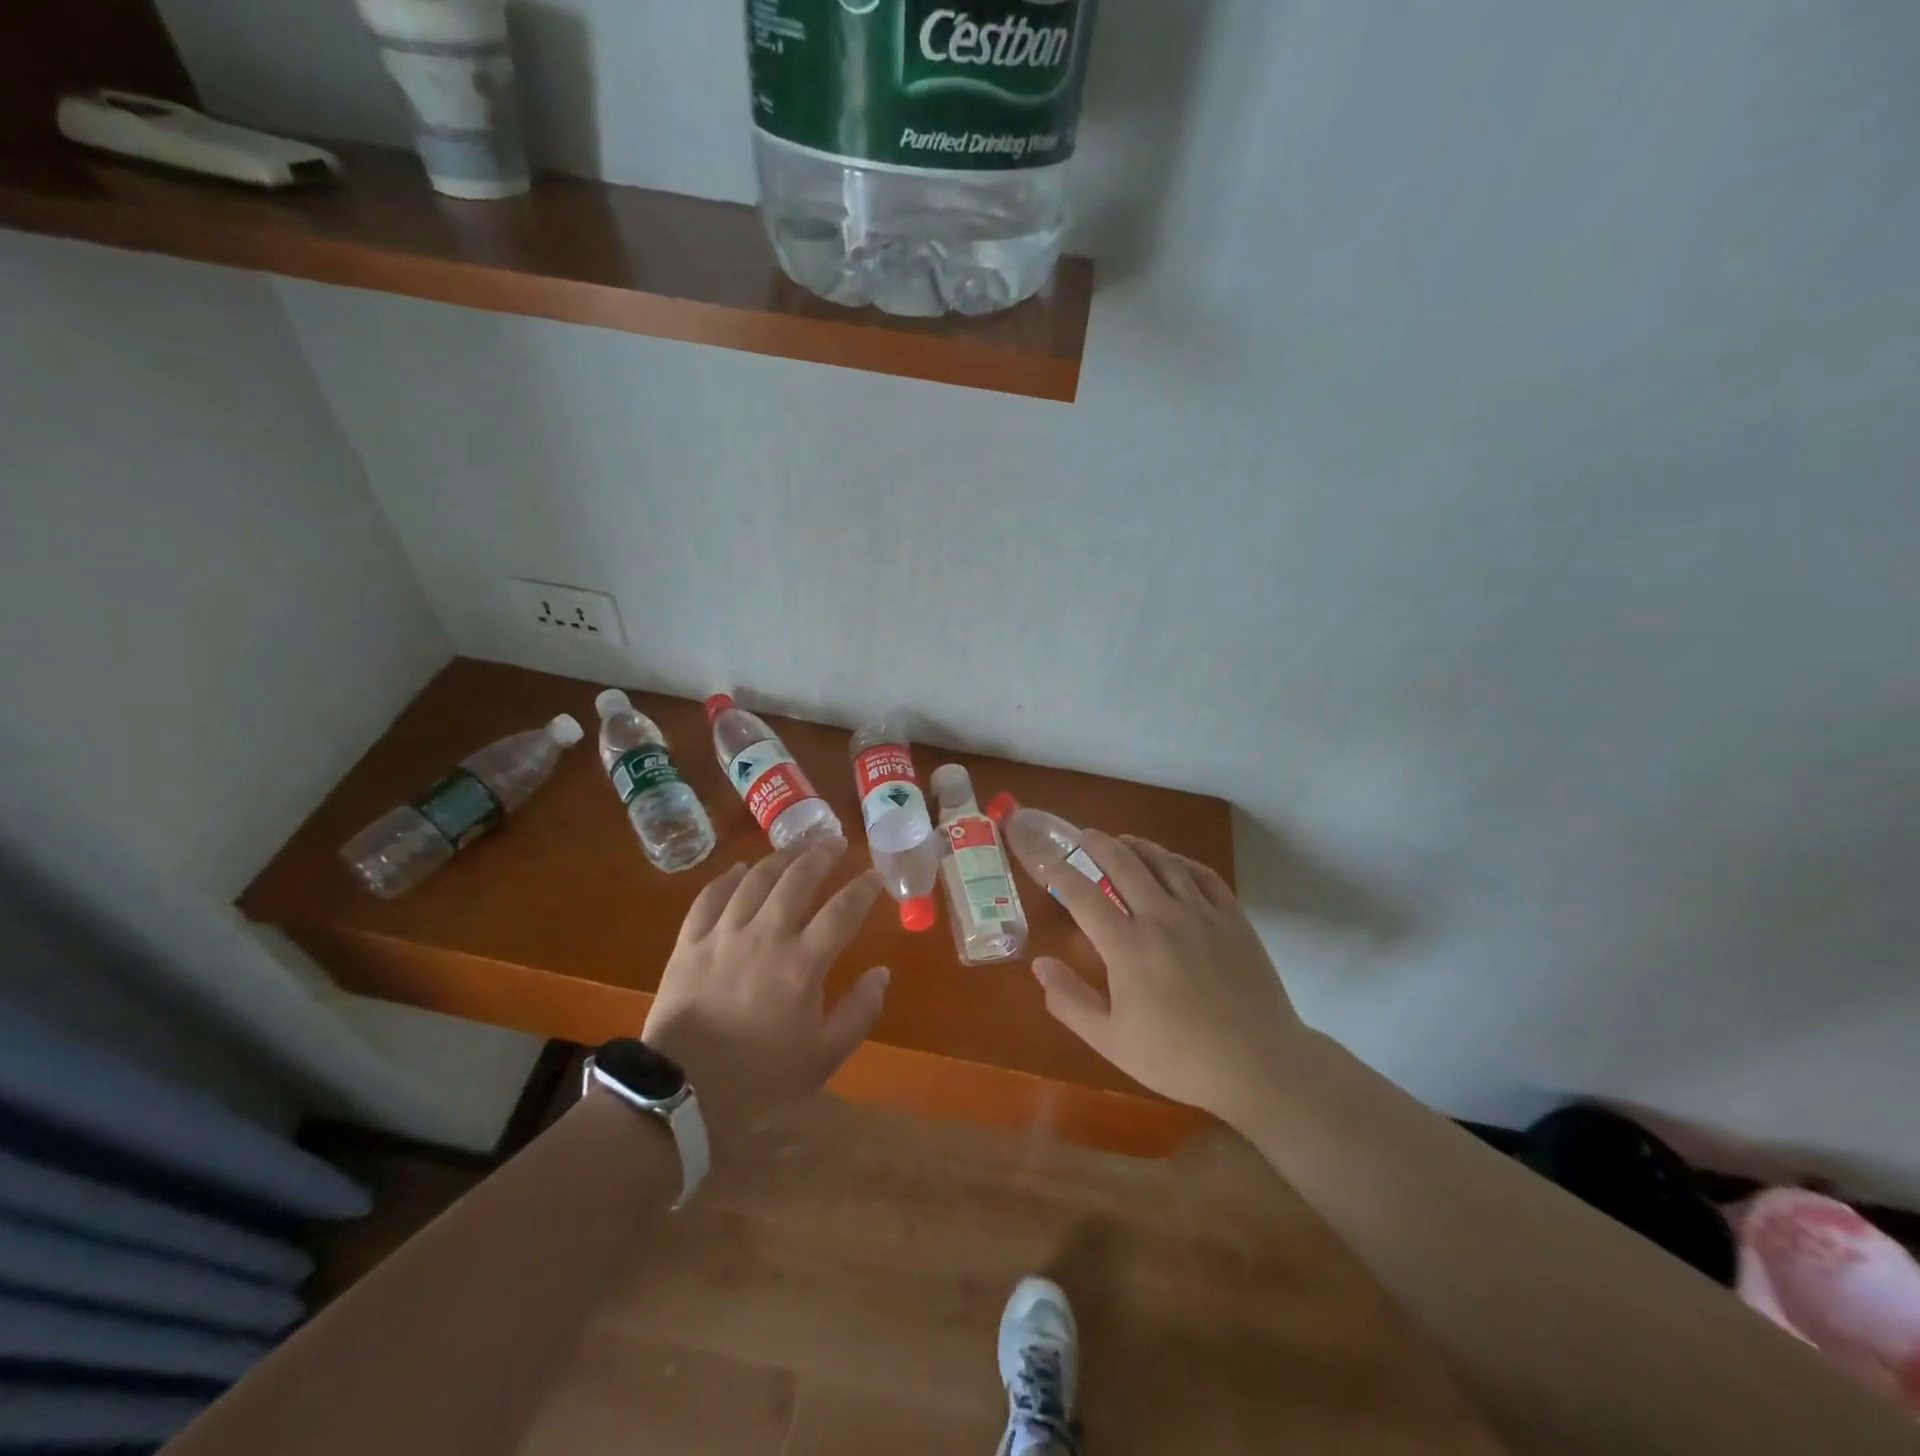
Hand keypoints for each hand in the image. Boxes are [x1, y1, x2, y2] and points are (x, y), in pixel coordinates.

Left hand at [642, 840, 887, 1146]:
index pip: (842, 911)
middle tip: (835, 843)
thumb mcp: (823, 1058)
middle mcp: (765, 936)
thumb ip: (859, 1012)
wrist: (682, 1096)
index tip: (874, 876)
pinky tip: (739, 869)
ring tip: (796, 846)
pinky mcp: (689, 943)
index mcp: (802, 965)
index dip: (863, 889)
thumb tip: (881, 973)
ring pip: (755, 880)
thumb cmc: (759, 1080)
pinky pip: (709, 898)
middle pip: (797, 880)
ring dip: (780, 858)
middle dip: (821, 855)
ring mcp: (723, 935)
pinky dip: (727, 878)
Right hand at [1030, 831, 1307, 1122]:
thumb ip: (1069, 1001)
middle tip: (1082, 837)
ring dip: (1138, 846)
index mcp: (1127, 947)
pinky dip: (1181, 861)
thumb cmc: (1179, 1059)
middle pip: (1123, 863)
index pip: (1082, 895)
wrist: (1259, 1065)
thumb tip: (1040, 963)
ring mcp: (1202, 913)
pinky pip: (1203, 875)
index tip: (1045, 861)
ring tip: (1122, 841)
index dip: (1059, 872)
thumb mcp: (1111, 1041)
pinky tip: (1172, 863)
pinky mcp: (1233, 918)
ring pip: (1164, 861)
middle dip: (1097, 844)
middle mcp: (1162, 917)